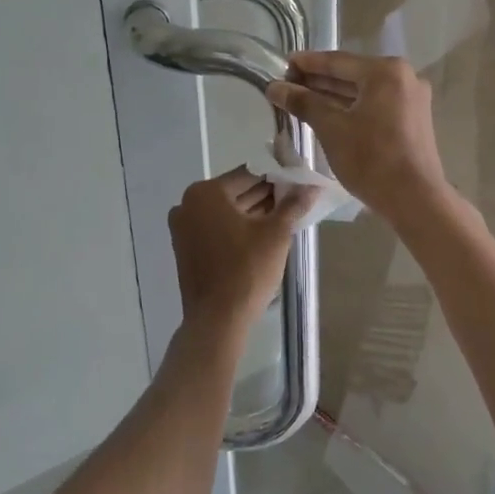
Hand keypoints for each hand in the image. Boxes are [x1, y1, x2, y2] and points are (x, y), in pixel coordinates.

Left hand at [169, 167, 317, 332]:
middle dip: (266, 195)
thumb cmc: (247, 270)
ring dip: (254, 212)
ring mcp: (184, 228)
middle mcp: (188, 204)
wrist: (218, 319)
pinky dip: (238, 228)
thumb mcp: (276, 234)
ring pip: (226, 212)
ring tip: (286, 215)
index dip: (276, 175)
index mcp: (206, 193)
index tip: (298, 179)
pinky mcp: (186, 248)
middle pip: (236, 192)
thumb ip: (293, 205)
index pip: (249, 174)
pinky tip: (264, 232)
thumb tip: (311, 186)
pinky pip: (217, 228)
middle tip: (296, 198)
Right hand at [266, 52, 447, 223]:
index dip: (307, 63)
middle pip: (352, 74)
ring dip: (333, 95)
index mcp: (386, 71)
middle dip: (319, 80)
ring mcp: (411, 99)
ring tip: (302, 98)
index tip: (283, 63)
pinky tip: (328, 113)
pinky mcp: (413, 119)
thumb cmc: (371, 159)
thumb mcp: (331, 128)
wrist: (415, 199)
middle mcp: (404, 77)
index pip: (338, 61)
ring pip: (364, 91)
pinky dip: (352, 107)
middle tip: (287, 83)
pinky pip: (376, 104)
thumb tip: (275, 87)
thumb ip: (303, 102)